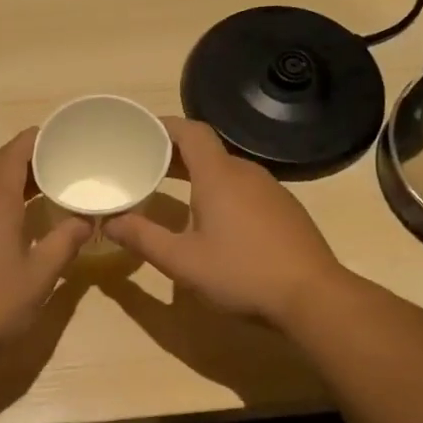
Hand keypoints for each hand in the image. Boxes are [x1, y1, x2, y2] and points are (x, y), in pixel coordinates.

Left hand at [0, 129, 92, 360]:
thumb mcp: (38, 277)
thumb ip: (64, 243)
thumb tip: (85, 221)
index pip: (15, 152)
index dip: (38, 139)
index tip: (61, 136)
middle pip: (0, 170)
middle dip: (31, 166)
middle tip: (63, 171)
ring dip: (12, 191)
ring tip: (42, 199)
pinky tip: (8, 234)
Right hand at [106, 116, 343, 325]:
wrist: (313, 296)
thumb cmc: (241, 273)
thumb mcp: (182, 261)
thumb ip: (142, 238)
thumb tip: (109, 223)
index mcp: (219, 175)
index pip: (190, 131)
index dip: (163, 126)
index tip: (139, 131)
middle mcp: (246, 173)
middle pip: (206, 150)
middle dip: (173, 153)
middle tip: (143, 165)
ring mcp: (270, 190)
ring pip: (226, 170)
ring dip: (197, 174)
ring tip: (170, 190)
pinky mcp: (284, 210)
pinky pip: (244, 188)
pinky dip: (220, 190)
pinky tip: (211, 219)